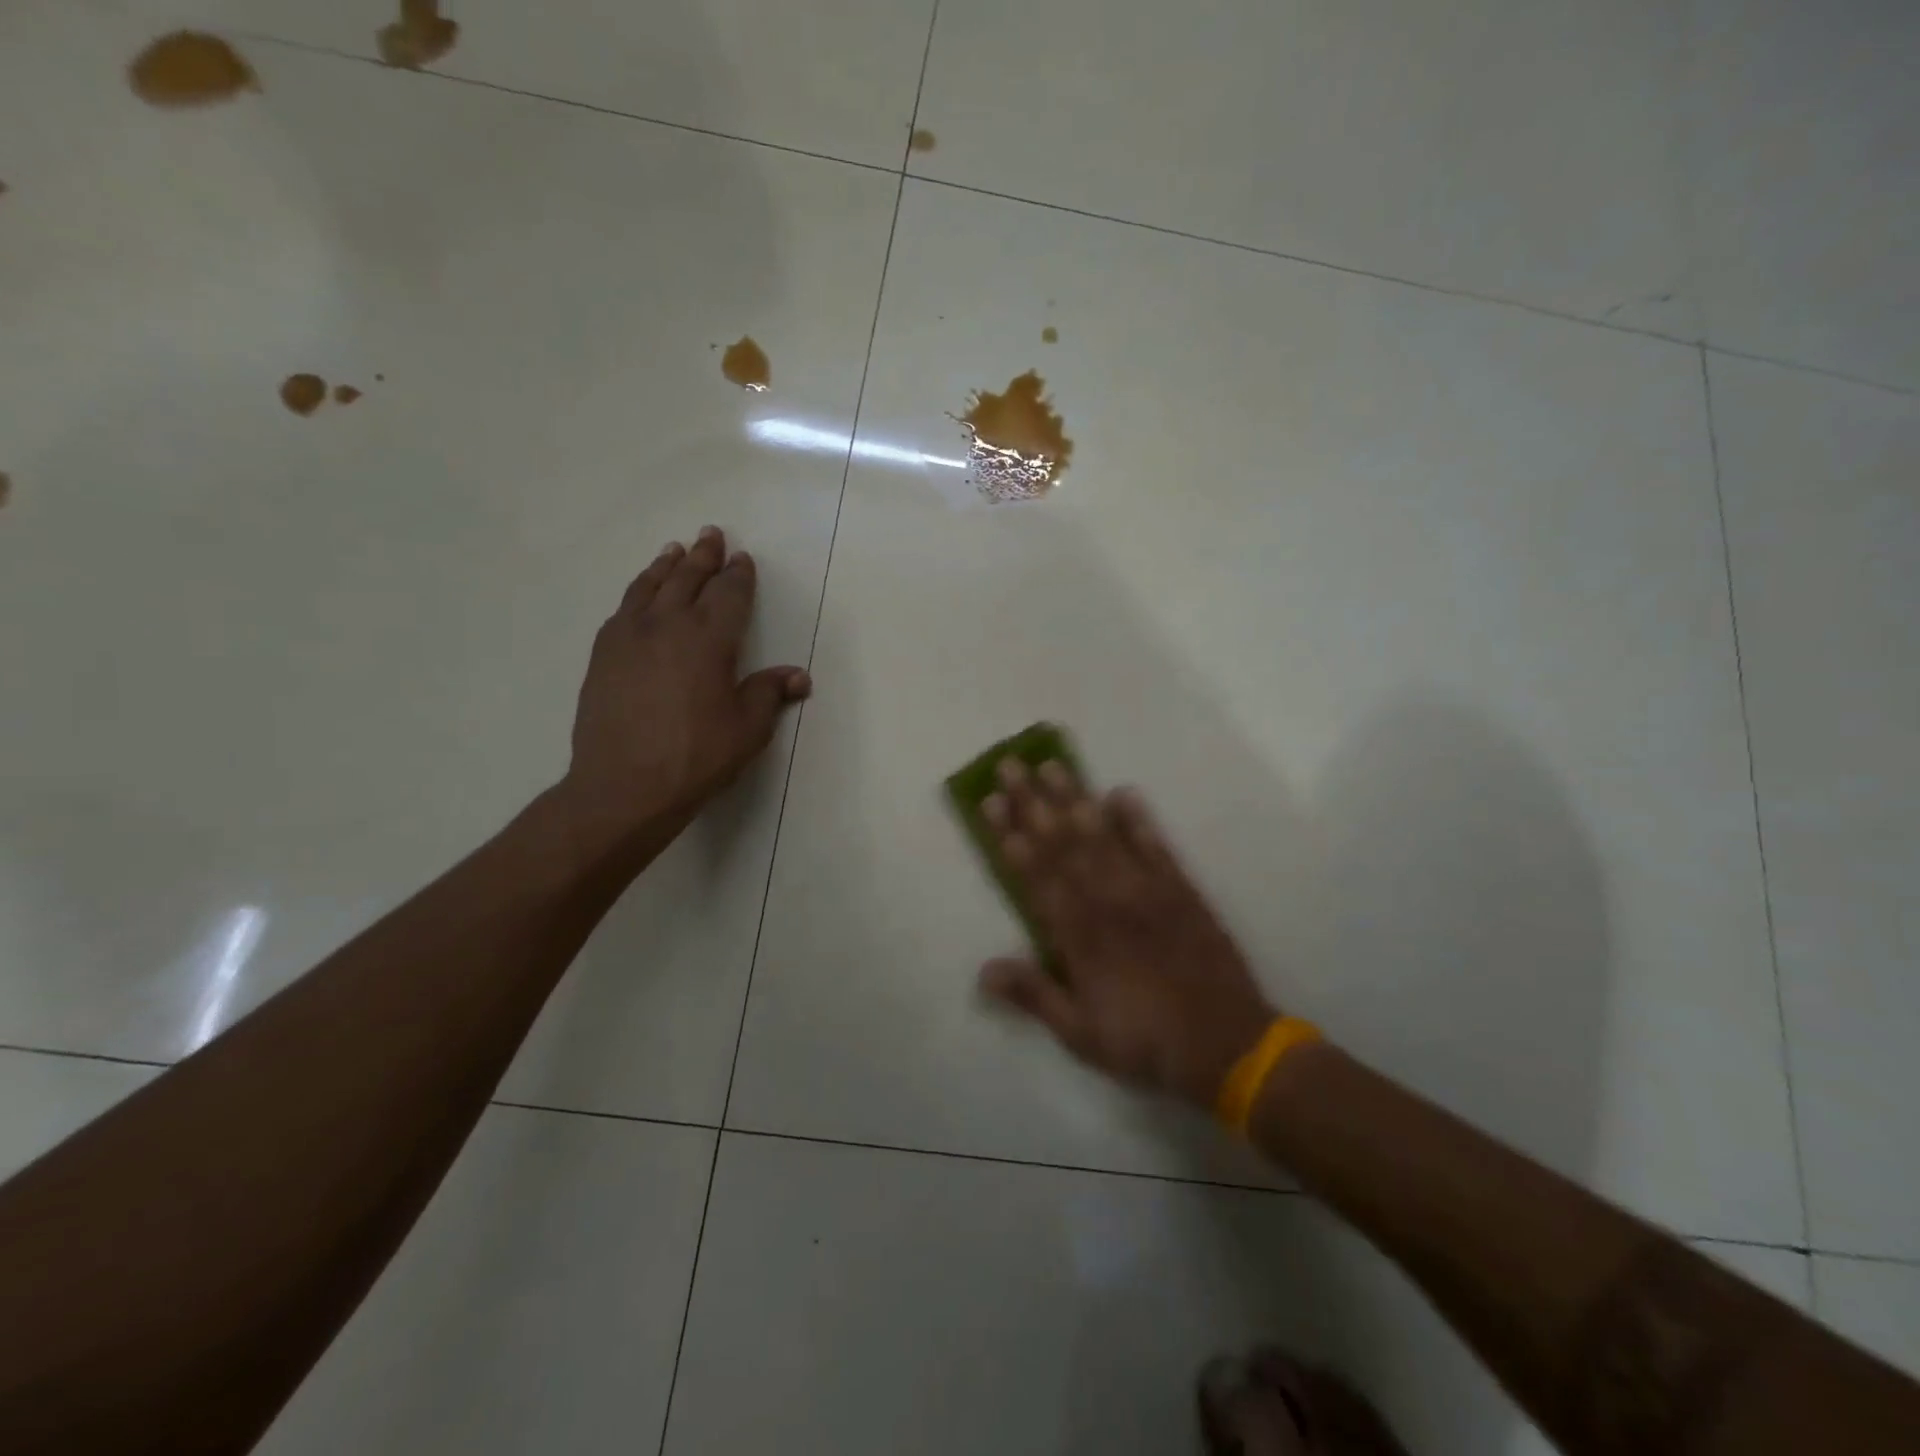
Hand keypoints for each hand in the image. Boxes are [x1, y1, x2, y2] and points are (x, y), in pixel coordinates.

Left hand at [559, 525, 809, 851]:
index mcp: (709, 639)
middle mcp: (667, 625)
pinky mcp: (603, 655)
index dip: (738, 575)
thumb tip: (798, 676)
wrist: (624, 786)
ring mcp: (628, 637)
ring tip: (673, 551)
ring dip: (665, 566)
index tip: (742, 559)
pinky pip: (623, 610)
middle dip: (703, 556)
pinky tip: (639, 598)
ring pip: (649, 587)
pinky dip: (637, 593)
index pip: (729, 594)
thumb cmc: (697, 757)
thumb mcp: (748, 728)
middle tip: (710, 534)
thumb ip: (769, 693)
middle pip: (687, 579)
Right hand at [978, 759, 1276, 1108]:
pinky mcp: (1181, 890)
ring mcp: (1145, 891)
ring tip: (1053, 765)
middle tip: (1011, 765)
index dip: (1010, 837)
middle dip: (1033, 803)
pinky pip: (1155, 847)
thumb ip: (1034, 994)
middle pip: (1063, 844)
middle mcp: (1107, 901)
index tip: (991, 802)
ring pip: (1102, 836)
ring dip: (1075, 798)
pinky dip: (1138, 819)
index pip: (1036, 875)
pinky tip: (1122, 792)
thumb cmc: (1144, 1041)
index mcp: (1078, 935)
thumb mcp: (1079, 1032)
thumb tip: (983, 970)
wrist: (1226, 1044)